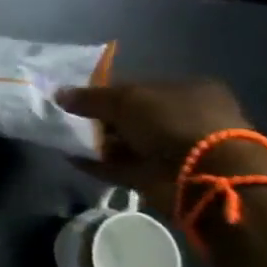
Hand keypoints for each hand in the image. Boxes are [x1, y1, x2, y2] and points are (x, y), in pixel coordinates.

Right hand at [56, 79, 266, 208]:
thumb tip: (59, 94)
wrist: (207, 176)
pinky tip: (74, 159)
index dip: (110, 92)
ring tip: (66, 138)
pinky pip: (124, 168)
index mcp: (188, 90)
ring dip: (100, 143)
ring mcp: (177, 151)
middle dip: (103, 119)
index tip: (81, 98)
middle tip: (71, 119)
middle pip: (134, 117)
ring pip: (129, 144)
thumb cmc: (172, 122)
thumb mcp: (126, 99)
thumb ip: (91, 97)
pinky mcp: (164, 179)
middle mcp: (187, 119)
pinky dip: (100, 164)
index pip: (142, 87)